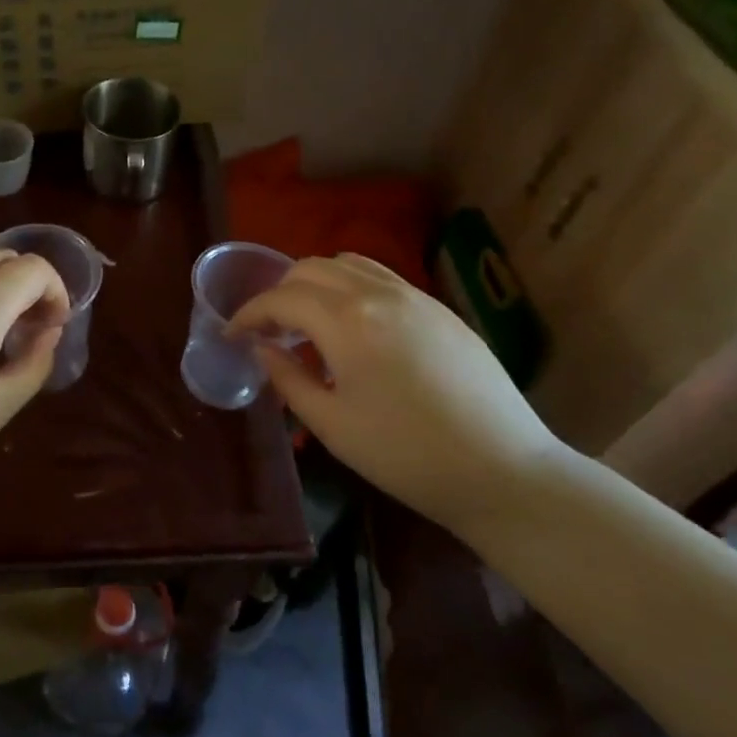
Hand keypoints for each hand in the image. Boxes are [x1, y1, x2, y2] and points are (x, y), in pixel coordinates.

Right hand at [230, 254, 564, 531]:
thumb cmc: (406, 455)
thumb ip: (288, 379)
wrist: (503, 471)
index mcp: (347, 321)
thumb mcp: (332, 425)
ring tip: (308, 322)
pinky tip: (354, 328)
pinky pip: (381, 277)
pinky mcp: (440, 308)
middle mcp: (378, 293)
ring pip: (347, 264)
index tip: (232, 335)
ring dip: (315, 284)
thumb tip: (262, 349)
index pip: (281, 298)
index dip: (248, 313)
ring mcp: (415, 296)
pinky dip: (351, 287)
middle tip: (269, 331)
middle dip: (279, 293)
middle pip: (310, 268)